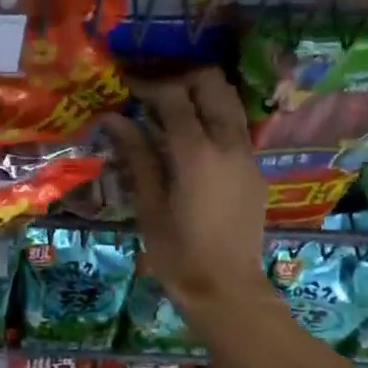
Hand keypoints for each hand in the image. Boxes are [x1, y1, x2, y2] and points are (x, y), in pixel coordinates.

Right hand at [101, 68, 274, 325]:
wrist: (226, 289)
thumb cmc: (177, 253)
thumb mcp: (148, 204)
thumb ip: (136, 155)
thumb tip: (113, 119)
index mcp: (197, 153)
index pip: (174, 97)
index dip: (147, 84)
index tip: (125, 85)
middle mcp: (228, 144)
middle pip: (212, 84)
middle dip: (181, 79)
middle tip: (151, 92)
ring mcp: (246, 155)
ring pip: (230, 102)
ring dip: (201, 95)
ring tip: (169, 109)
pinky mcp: (253, 170)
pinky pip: (235, 127)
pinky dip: (212, 117)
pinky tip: (188, 139)